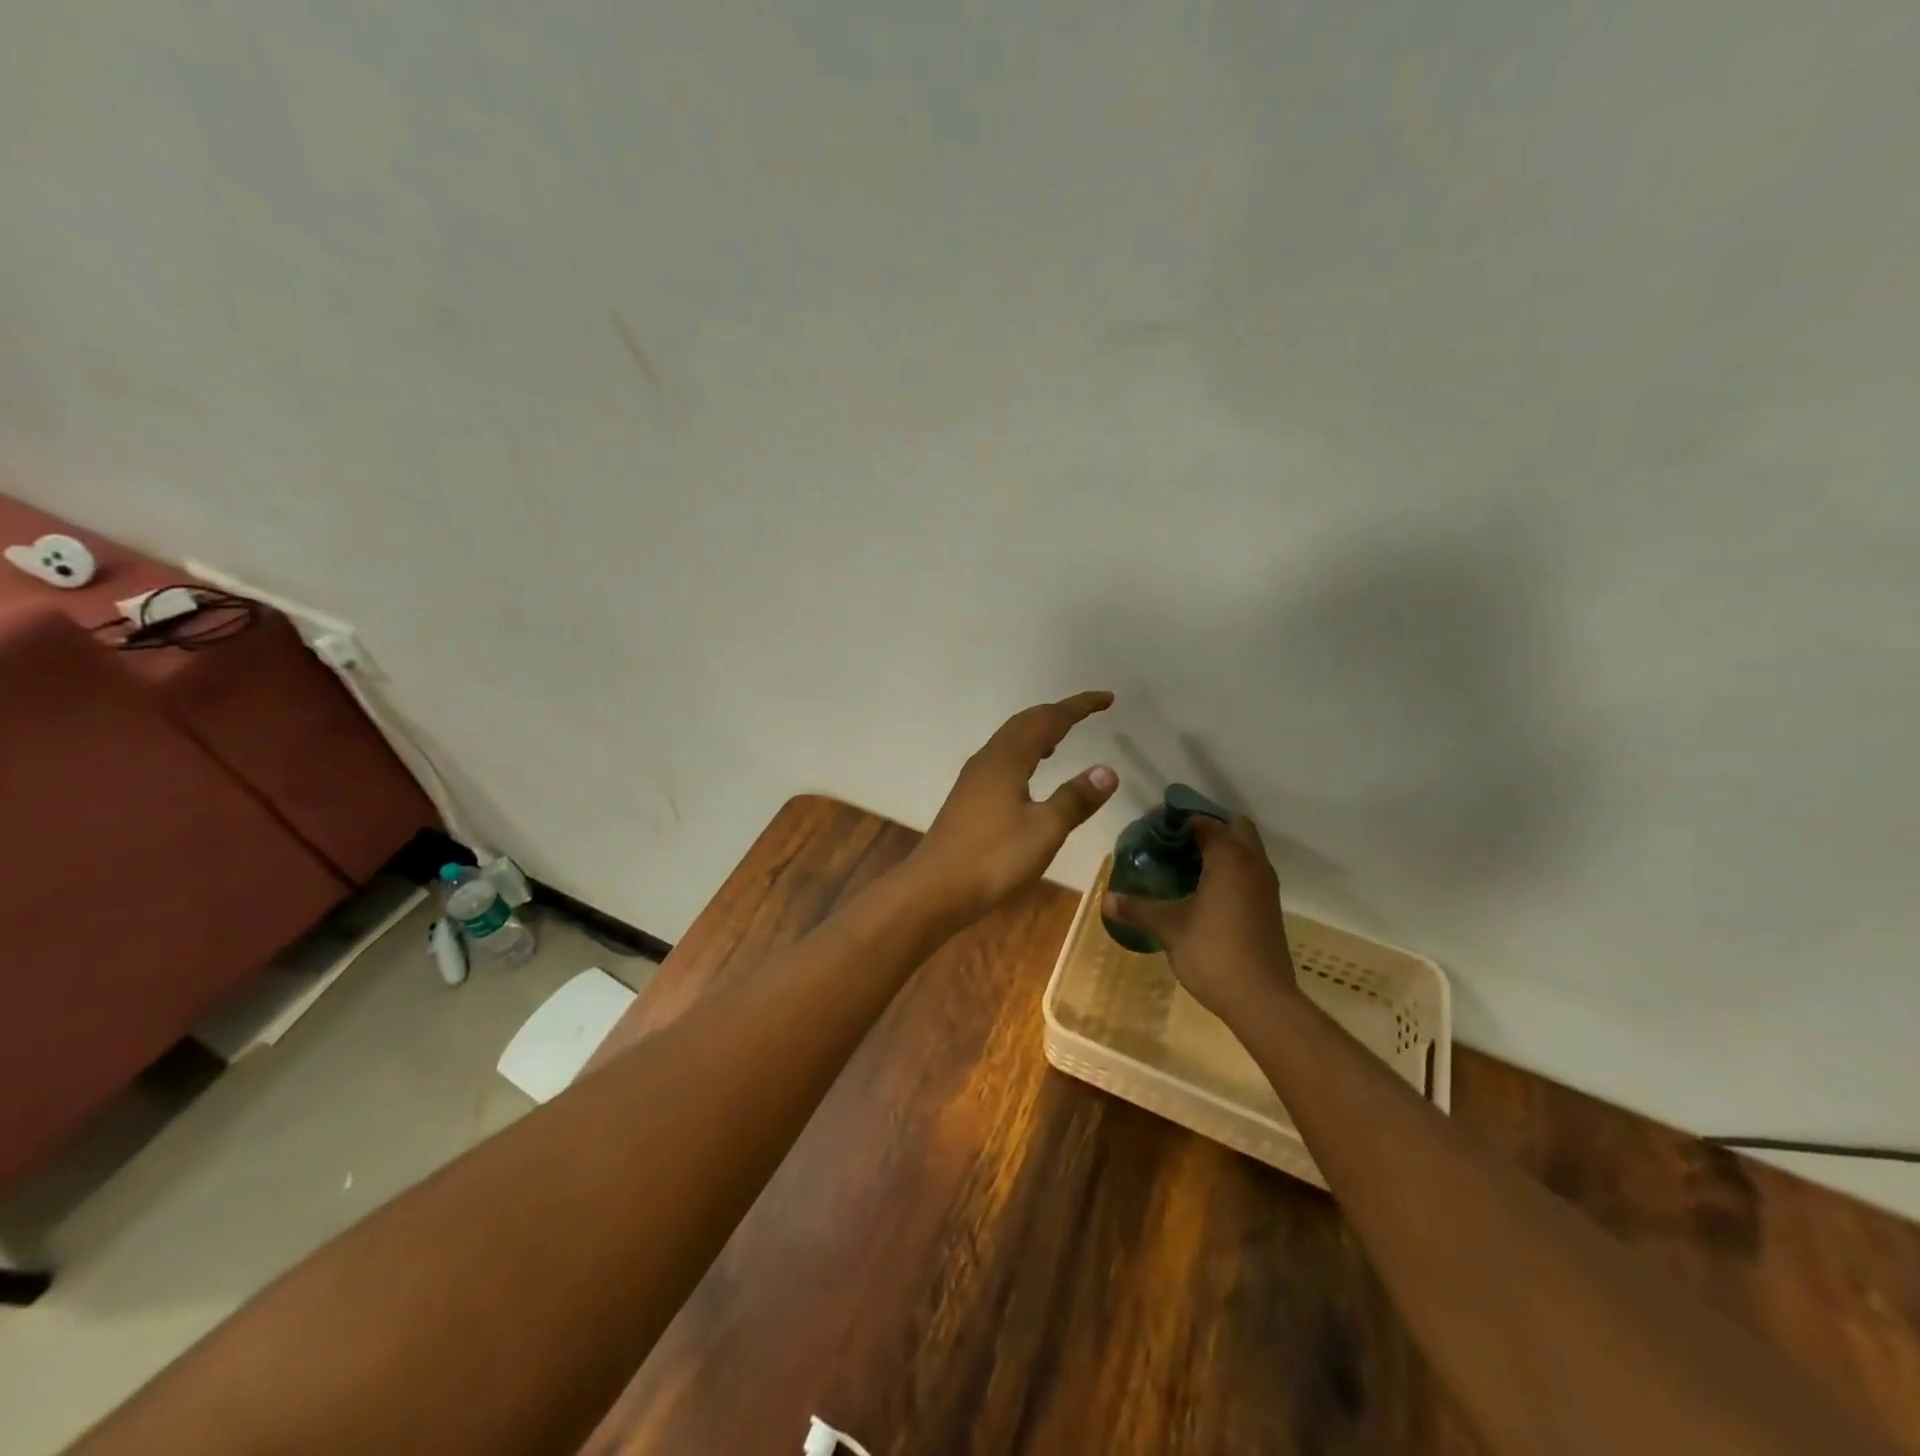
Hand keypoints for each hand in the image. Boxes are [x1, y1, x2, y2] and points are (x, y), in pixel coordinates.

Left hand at [910, 691, 1118, 922]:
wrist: (935, 890)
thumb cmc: (993, 858)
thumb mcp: (1044, 830)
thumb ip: (1075, 799)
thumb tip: (1107, 770)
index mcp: (1007, 759)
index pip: (1048, 720)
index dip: (1078, 707)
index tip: (1107, 699)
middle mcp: (988, 760)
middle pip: (1024, 724)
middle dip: (1057, 714)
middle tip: (1087, 713)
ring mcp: (974, 780)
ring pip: (1010, 742)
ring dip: (1038, 732)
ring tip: (1062, 737)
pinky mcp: (968, 799)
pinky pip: (1002, 760)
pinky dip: (1024, 754)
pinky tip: (1030, 775)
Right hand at [1102, 816, 1298, 1025]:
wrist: (1262, 1000)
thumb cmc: (1213, 952)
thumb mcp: (1168, 928)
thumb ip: (1138, 909)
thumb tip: (1106, 898)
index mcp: (1229, 858)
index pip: (1203, 821)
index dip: (1177, 821)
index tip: (1152, 830)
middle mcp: (1253, 863)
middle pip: (1234, 827)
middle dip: (1206, 828)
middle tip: (1173, 843)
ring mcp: (1265, 886)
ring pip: (1245, 850)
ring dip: (1220, 850)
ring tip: (1183, 865)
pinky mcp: (1268, 906)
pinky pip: (1248, 872)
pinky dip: (1229, 870)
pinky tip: (1202, 891)